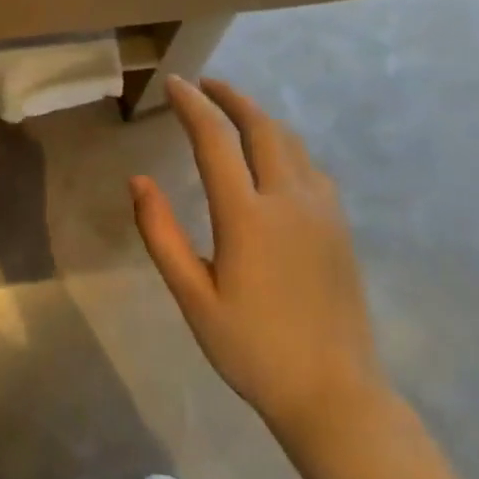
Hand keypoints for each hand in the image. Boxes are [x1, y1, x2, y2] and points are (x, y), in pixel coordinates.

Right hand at [130, 75, 386, 451]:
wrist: (335, 394)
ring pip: (291, 142)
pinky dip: (283, 143)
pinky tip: (272, 155)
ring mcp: (322, 211)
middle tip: (203, 85)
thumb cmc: (252, 349)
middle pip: (261, 127)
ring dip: (259, 117)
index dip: (192, 105)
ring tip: (233, 110)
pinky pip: (309, 165)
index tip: (173, 84)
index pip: (215, 140)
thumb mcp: (193, 297)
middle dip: (230, 98)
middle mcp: (289, 200)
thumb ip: (161, 234)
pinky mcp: (340, 226)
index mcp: (247, 216)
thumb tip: (138, 180)